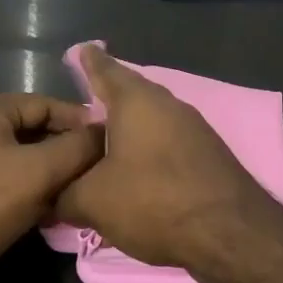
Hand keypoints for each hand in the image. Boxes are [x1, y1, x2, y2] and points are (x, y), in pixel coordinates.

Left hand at [0, 94, 101, 276]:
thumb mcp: (39, 172)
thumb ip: (77, 147)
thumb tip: (105, 132)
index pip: (45, 102)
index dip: (80, 120)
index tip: (108, 141)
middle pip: (30, 130)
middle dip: (64, 149)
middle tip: (96, 170)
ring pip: (16, 158)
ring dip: (47, 173)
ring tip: (76, 192)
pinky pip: (0, 181)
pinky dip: (25, 191)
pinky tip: (45, 212)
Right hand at [54, 45, 281, 272]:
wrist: (230, 233)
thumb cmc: (154, 201)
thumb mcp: (93, 201)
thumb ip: (65, 193)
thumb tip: (52, 195)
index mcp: (136, 101)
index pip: (106, 70)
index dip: (90, 62)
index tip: (82, 50)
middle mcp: (167, 104)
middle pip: (131, 93)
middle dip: (109, 97)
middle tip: (86, 101)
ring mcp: (193, 127)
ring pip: (152, 118)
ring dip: (129, 126)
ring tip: (106, 139)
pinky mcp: (208, 153)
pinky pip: (168, 140)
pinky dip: (148, 147)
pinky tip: (138, 167)